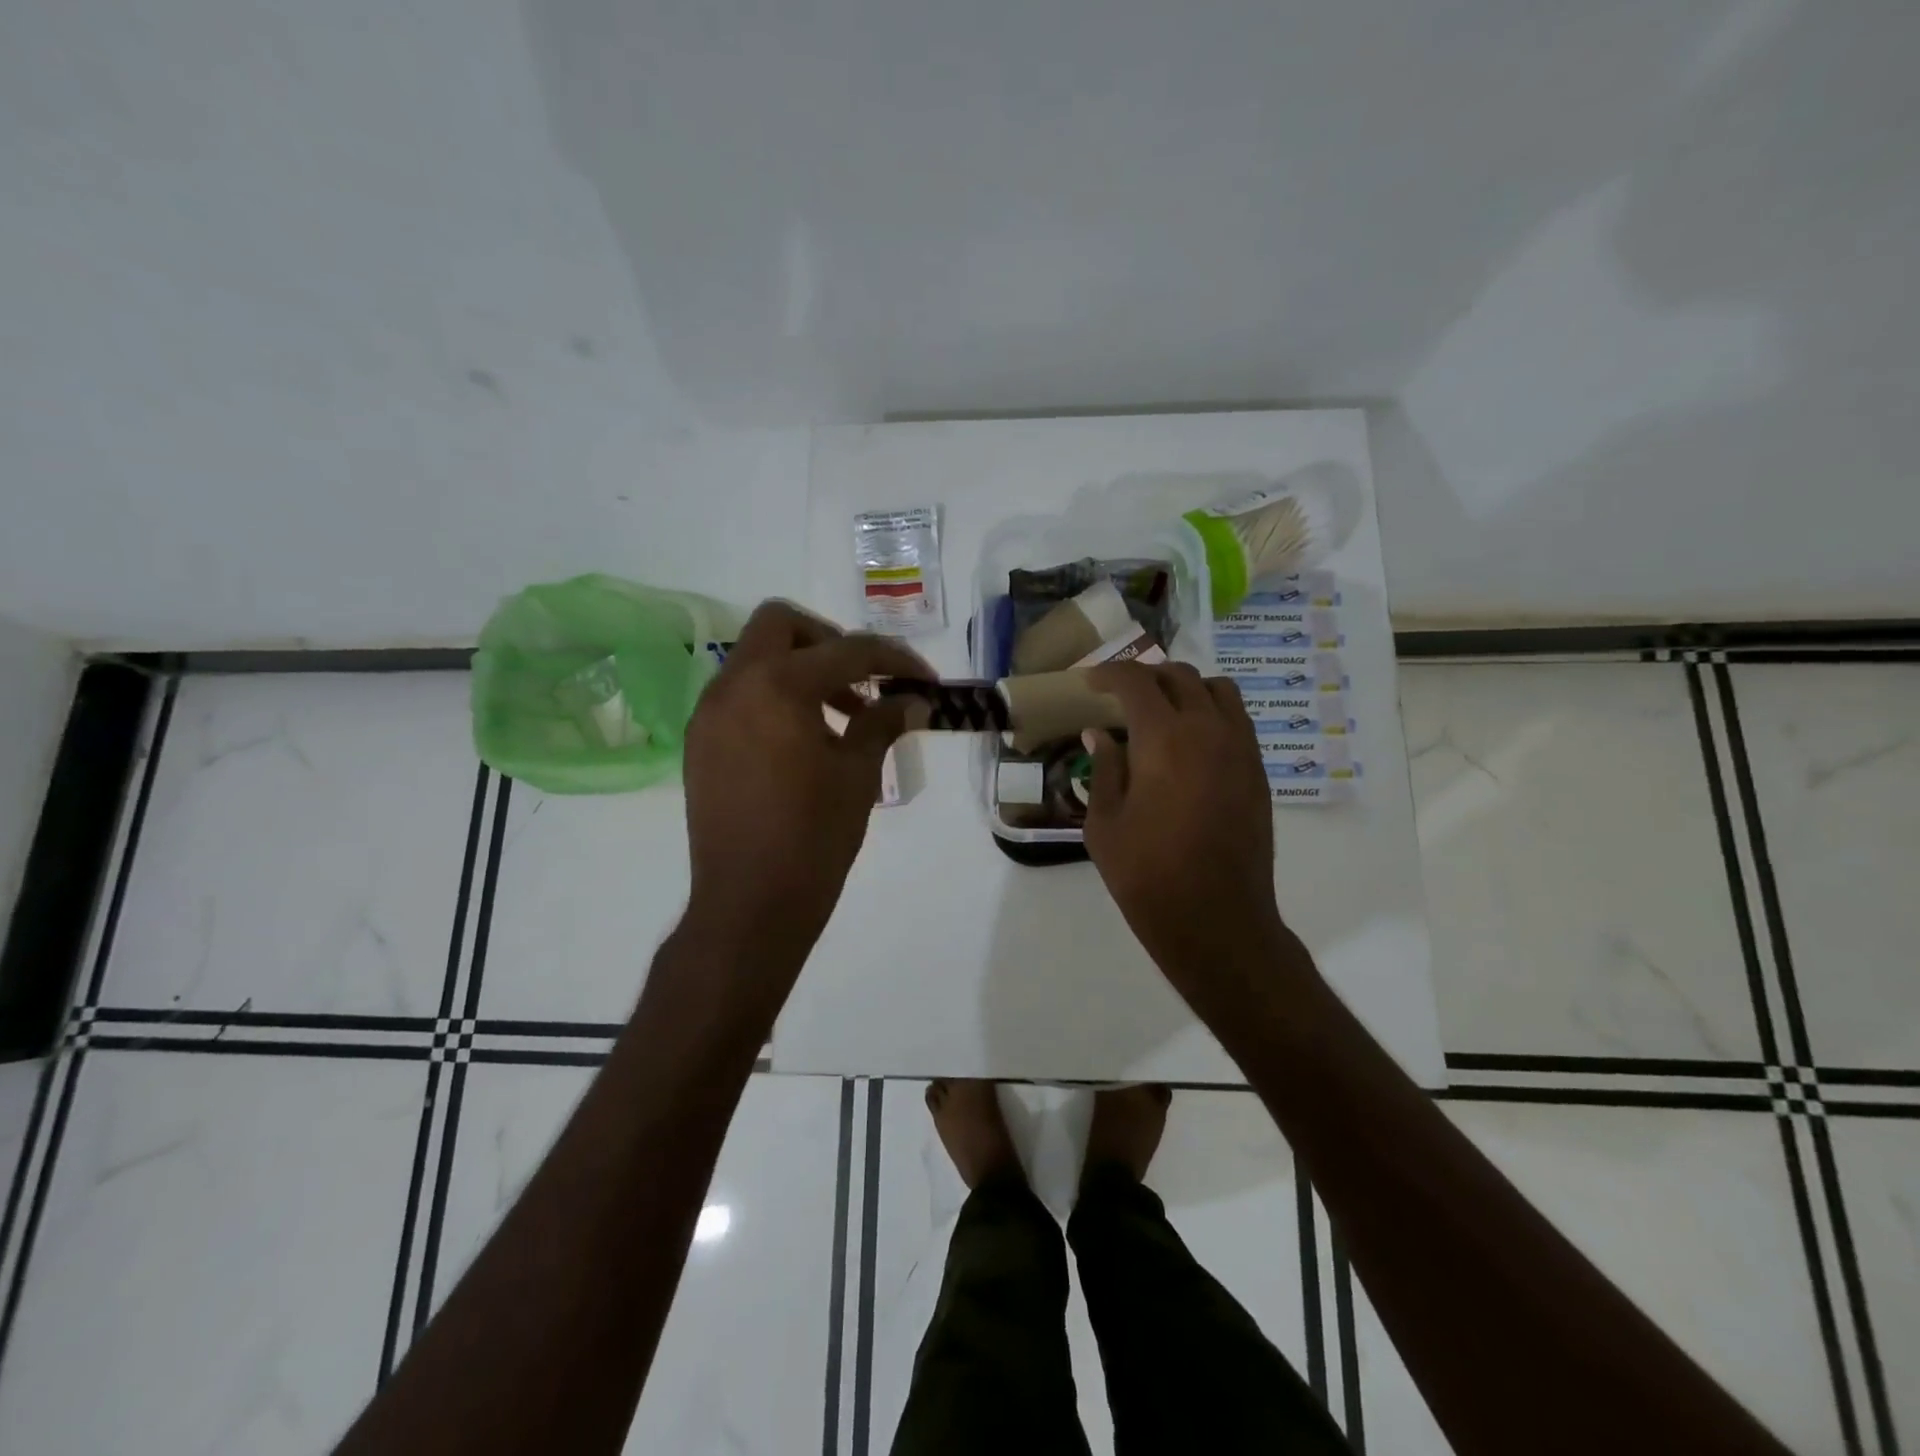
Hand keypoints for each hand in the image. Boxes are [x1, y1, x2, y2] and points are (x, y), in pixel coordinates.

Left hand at [679, 601, 931, 994]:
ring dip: (801, 670)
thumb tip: (913, 700)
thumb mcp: (858, 774)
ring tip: (842, 716)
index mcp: (777, 686)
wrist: (750, 905)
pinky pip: (740, 695)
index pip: (847, 650)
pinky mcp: (700, 743)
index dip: (893, 660)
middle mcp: (734, 686)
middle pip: (780, 625)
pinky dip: (774, 698)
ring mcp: (709, 714)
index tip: (924, 680)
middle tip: (863, 680)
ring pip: (755, 659)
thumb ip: (883, 722)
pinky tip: (803, 740)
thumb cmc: (813, 838)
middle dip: (829, 641)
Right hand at [1082, 662, 1286, 990]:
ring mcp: (1241, 750)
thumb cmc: (1147, 875)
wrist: (1216, 920)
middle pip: (1180, 677)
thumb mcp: (1105, 824)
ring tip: (1161, 711)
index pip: (1137, 682)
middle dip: (1145, 677)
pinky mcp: (1257, 772)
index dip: (1109, 675)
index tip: (1090, 683)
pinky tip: (1189, 742)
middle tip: (1120, 696)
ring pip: (1218, 690)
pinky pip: (1237, 720)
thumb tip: (1100, 733)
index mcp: (1165, 739)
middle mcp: (1209, 731)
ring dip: (1185, 688)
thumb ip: (1104, 768)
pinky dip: (1211, 712)